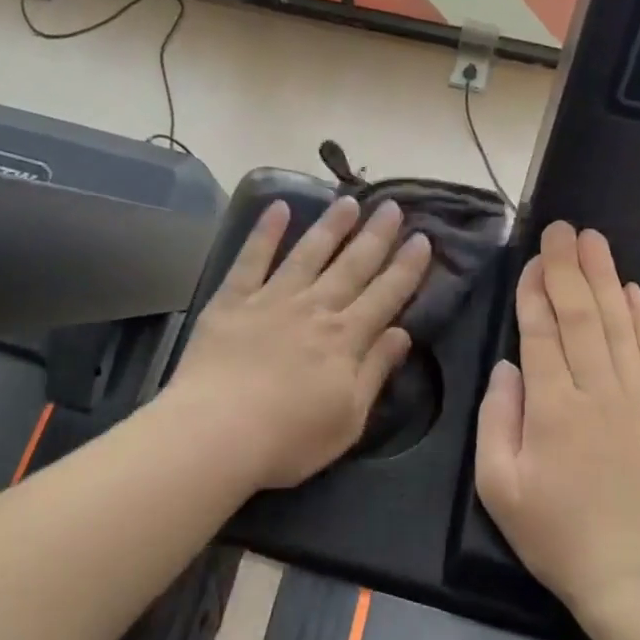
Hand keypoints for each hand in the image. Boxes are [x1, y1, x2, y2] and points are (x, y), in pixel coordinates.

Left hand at [170, 197, 430, 489]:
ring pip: (309, 253)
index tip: (422, 238)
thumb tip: (402, 333)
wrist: (217, 432)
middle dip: (376, 236)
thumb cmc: (288, 438)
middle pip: (352, 266)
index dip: (406, 267)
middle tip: (392, 206)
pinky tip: (278, 207)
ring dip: (331, 226)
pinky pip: (252, 258)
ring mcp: (272, 299)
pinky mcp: (233, 300)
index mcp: (345, 339)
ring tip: (348, 201)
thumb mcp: (349, 418)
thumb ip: (375, 371)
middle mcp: (315, 308)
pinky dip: (266, 231)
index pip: (385, 295)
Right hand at [474, 222, 639, 625]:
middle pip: (582, 317)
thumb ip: (497, 420)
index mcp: (553, 409)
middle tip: (563, 228)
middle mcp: (599, 393)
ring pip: (620, 326)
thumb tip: (507, 367)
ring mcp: (639, 402)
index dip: (536, 291)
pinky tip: (633, 291)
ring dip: (606, 279)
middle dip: (569, 267)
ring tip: (595, 241)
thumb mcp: (500, 488)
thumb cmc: (558, 537)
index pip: (542, 333)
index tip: (533, 257)